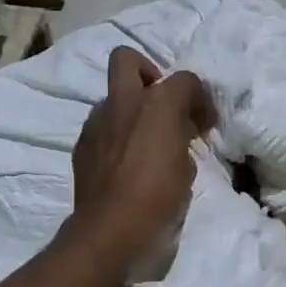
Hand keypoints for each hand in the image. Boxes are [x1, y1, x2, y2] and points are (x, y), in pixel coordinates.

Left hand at [69, 47, 214, 271]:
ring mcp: (97, 121)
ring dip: (129, 109)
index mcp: (159, 104)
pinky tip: (123, 161)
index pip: (185, 79)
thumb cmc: (160, 198)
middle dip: (145, 71)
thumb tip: (178, 134)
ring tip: (142, 140)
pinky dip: (114, 134)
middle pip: (127, 59)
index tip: (203, 123)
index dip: (199, 98)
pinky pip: (101, 125)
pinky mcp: (82, 143)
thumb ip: (182, 140)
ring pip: (112, 96)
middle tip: (159, 102)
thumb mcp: (187, 168)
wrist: (111, 228)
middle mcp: (124, 102)